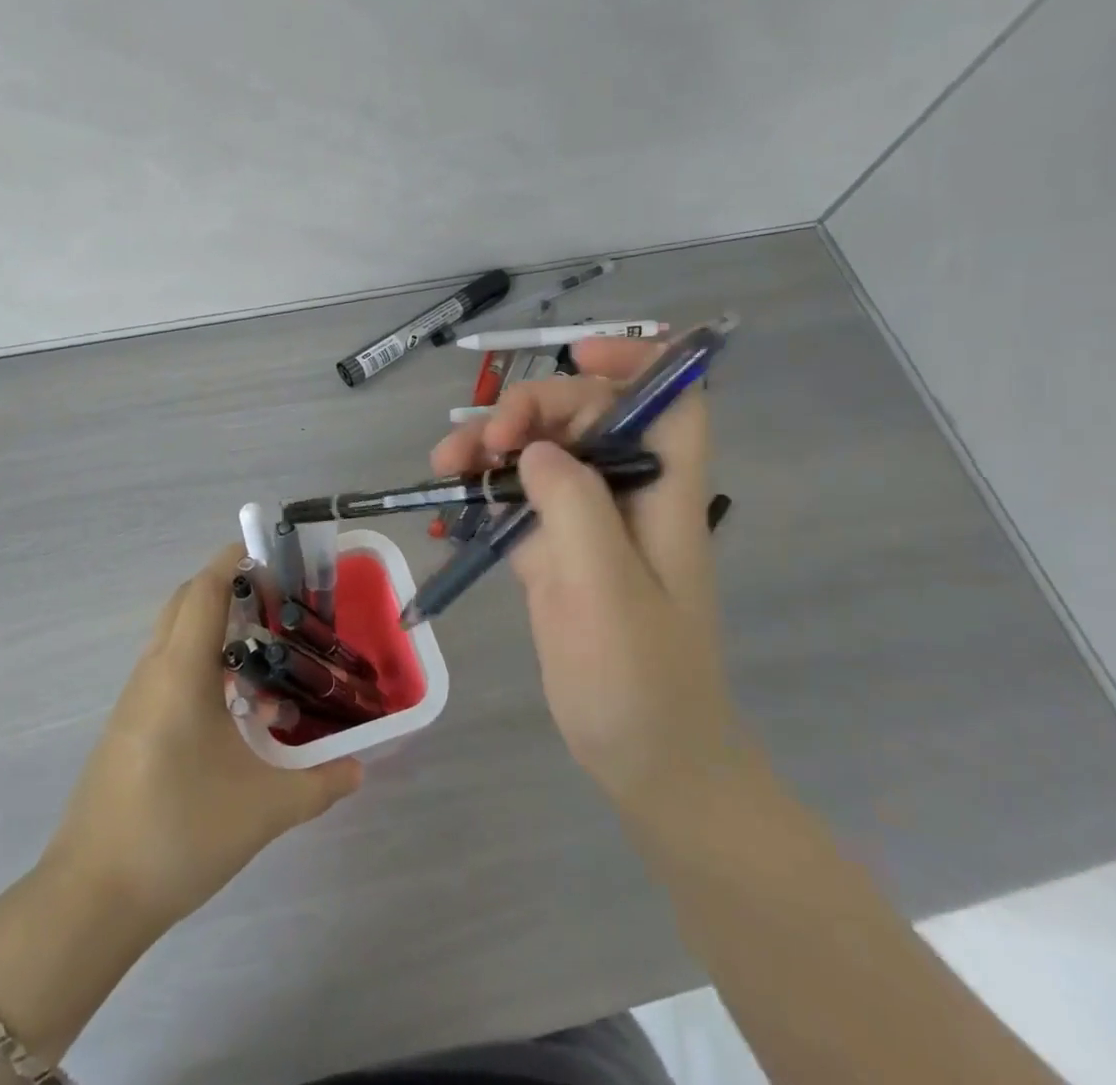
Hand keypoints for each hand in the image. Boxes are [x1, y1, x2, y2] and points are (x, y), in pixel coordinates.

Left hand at [41, 547, 361, 932]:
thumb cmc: (179, 832)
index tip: (271, 556)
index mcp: (180, 671)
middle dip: (227, 589)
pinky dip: (200, 667)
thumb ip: (319, 784)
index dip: (234, 561)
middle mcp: (152, 672)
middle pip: (186, 603)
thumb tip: (360, 769)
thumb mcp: (263, 809)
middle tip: (275, 605)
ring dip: (214, 631)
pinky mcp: (127, 727)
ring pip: (174, 638)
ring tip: (263, 658)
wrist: (92, 897)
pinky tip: (232, 713)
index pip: (205, 589)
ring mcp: (134, 700)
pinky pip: (166, 672)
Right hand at [431, 338, 758, 826]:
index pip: (670, 400)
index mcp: (662, 494)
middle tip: (485, 441)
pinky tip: (450, 492)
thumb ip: (575, 508)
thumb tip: (536, 449)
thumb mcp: (608, 591)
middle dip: (532, 409)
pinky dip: (484, 485)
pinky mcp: (553, 550)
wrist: (645, 759)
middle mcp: (626, 495)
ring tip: (445, 463)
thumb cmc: (640, 680)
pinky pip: (516, 495)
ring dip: (492, 445)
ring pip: (541, 451)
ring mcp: (586, 523)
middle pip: (586, 416)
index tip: (575, 355)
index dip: (636, 361)